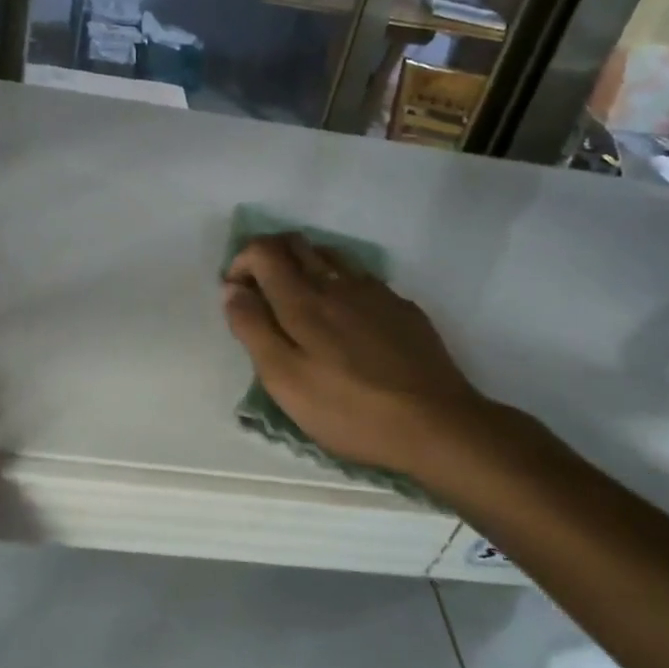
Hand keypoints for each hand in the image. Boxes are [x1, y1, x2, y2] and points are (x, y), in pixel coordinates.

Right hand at [222, 233, 494, 478]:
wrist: (437, 424)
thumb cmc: (349, 409)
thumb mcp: (285, 379)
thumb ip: (253, 328)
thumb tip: (232, 290)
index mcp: (303, 299)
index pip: (263, 250)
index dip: (242, 261)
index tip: (236, 293)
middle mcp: (337, 282)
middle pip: (296, 244)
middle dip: (270, 257)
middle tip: (262, 294)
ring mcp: (375, 292)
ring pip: (330, 256)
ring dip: (305, 266)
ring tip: (301, 306)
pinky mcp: (402, 308)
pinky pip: (361, 279)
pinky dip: (339, 285)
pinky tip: (347, 322)